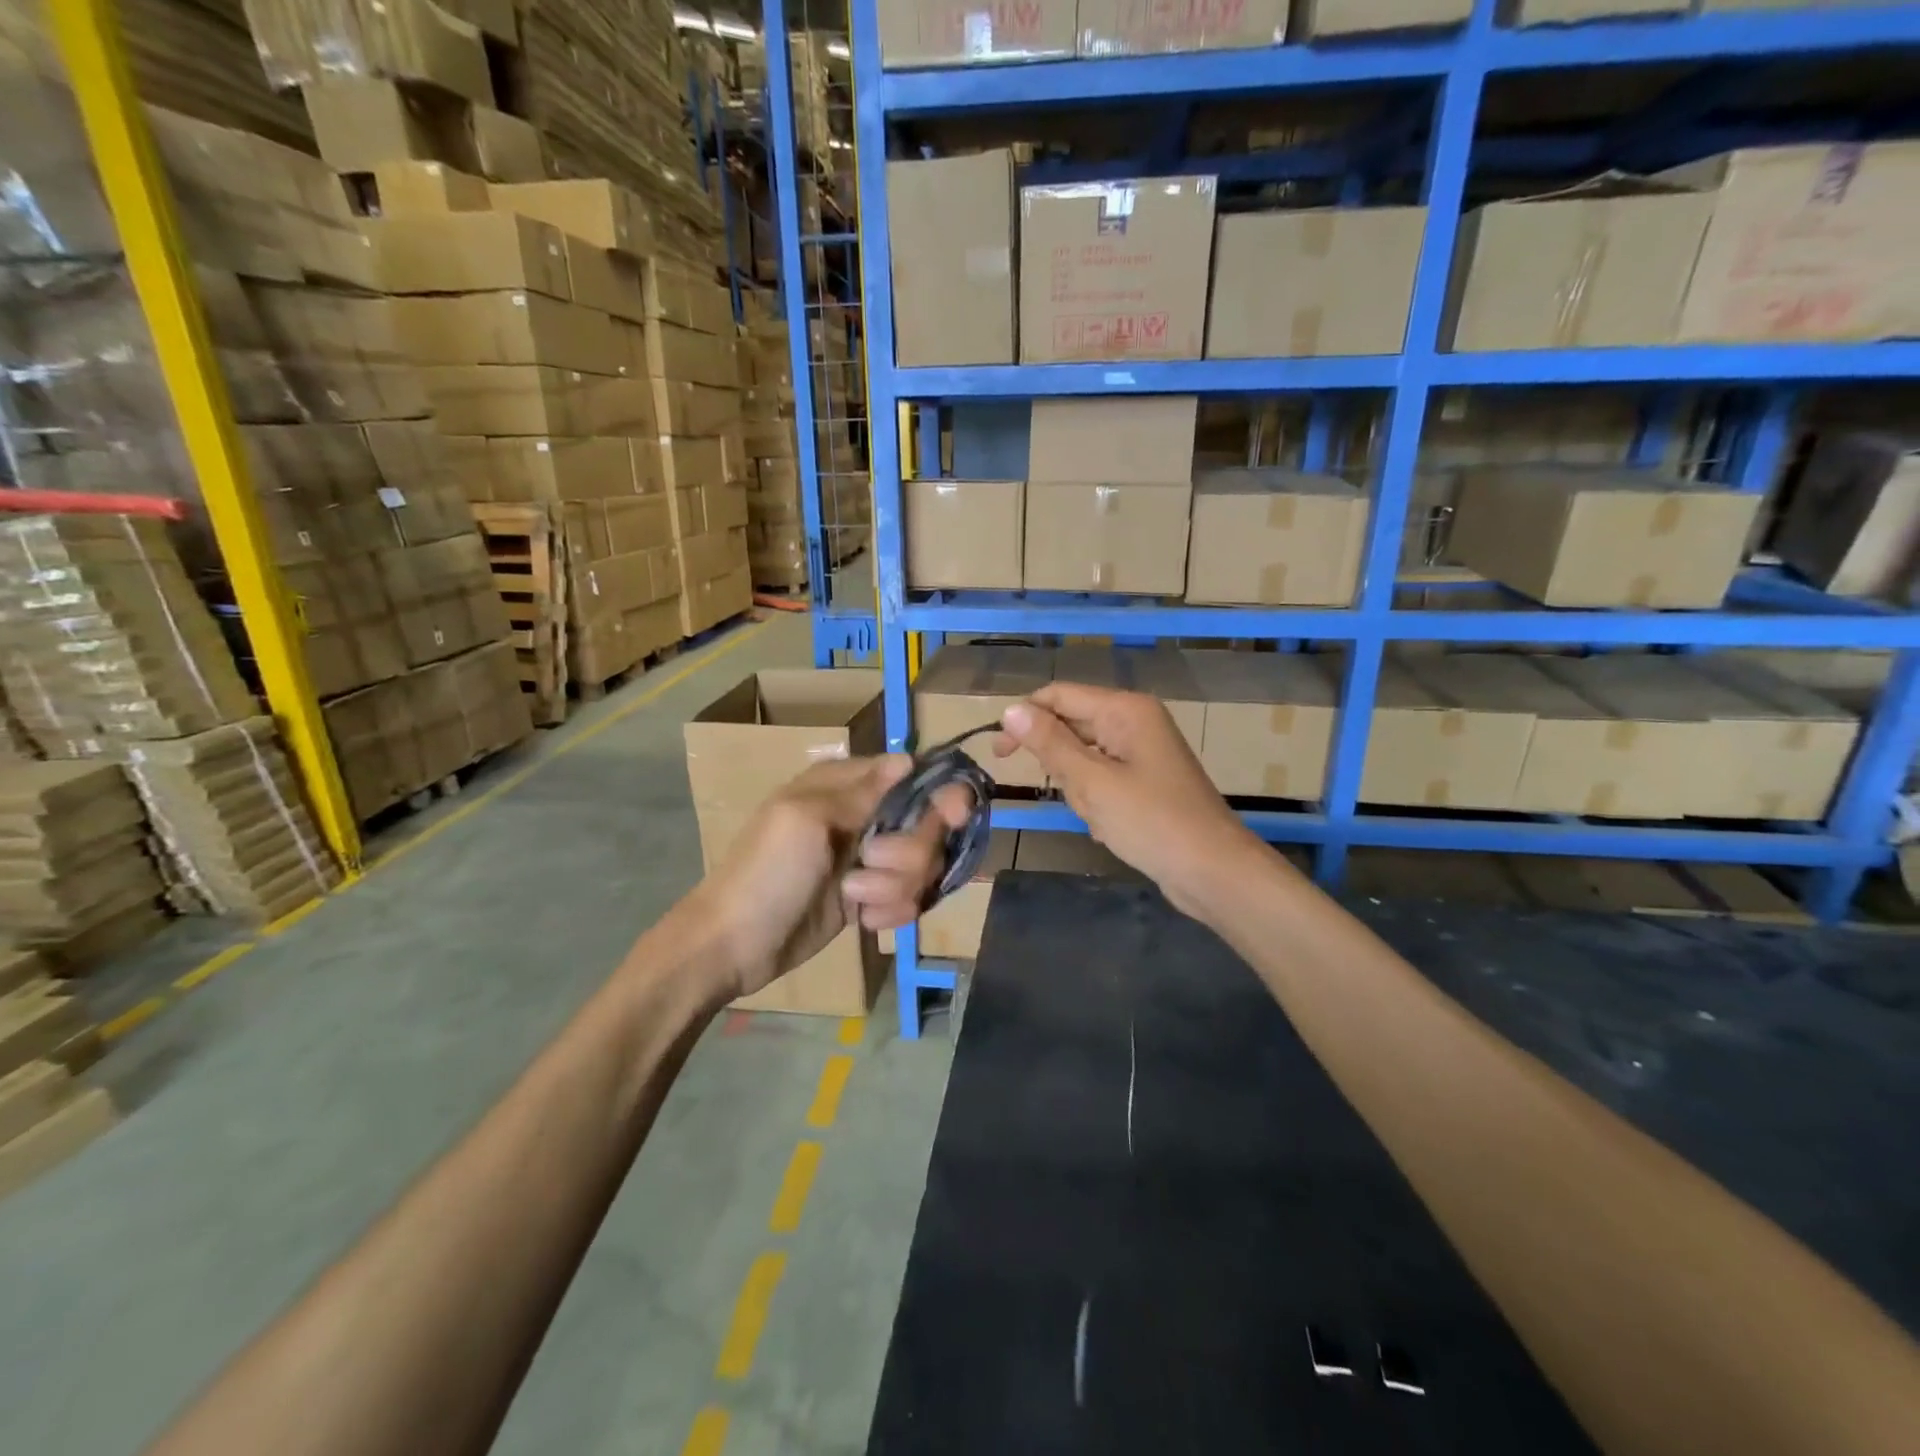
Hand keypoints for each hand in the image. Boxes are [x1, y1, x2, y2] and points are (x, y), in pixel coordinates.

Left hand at [694, 755, 972, 997]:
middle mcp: (862, 817)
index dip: (936, 796)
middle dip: (908, 853)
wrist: (734, 946)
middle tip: (870, 863)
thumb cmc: (768, 872)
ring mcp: (867, 860)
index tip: (952, 816)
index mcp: (844, 786)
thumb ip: (863, 790)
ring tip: (855, 898)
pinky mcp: (868, 897)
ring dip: (895, 887)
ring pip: (921, 866)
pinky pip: (908, 898)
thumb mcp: (808, 820)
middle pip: (926, 826)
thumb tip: (908, 757)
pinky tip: (863, 920)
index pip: (911, 777)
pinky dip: (890, 911)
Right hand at [995, 683, 1264, 921]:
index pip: (1059, 695)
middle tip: (1074, 798)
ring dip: (1080, 790)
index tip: (999, 754)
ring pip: (1084, 758)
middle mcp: (1134, 721)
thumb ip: (1049, 743)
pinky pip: (1103, 779)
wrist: (1212, 871)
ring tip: (1102, 817)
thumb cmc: (1151, 822)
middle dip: (1061, 765)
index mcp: (1125, 709)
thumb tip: (1010, 709)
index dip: (1025, 718)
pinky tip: (1111, 828)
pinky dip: (1097, 802)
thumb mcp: (1092, 782)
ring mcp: (1142, 751)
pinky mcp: (1146, 779)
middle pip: (1072, 726)